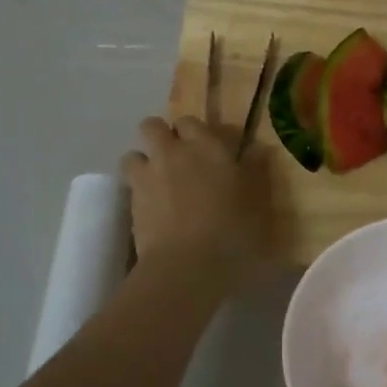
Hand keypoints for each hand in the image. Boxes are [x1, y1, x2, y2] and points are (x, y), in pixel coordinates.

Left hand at [120, 115, 267, 278]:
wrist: (187, 265)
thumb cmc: (233, 231)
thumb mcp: (257, 201)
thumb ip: (255, 170)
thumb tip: (257, 149)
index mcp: (206, 146)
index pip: (190, 121)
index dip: (195, 132)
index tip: (207, 148)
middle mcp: (172, 152)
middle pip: (152, 126)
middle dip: (161, 137)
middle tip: (178, 159)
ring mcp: (147, 176)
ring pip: (133, 154)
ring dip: (144, 162)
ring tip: (158, 182)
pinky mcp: (131, 203)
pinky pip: (129, 185)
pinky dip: (138, 190)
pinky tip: (153, 208)